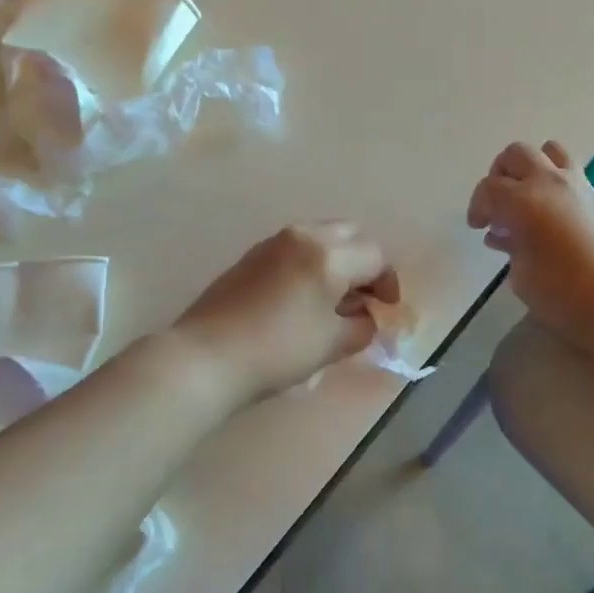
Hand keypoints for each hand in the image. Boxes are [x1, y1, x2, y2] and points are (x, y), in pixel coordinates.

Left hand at [172, 223, 398, 404]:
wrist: (206, 357)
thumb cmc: (278, 351)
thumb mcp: (332, 344)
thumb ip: (361, 326)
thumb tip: (365, 317)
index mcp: (329, 254)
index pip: (375, 256)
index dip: (387, 283)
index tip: (386, 309)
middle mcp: (303, 236)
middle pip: (350, 235)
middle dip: (364, 262)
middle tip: (363, 297)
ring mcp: (273, 242)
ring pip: (321, 237)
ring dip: (337, 260)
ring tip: (334, 299)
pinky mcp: (251, 255)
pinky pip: (295, 247)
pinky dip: (311, 262)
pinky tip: (304, 297)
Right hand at [467, 140, 593, 357]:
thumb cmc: (563, 294)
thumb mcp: (522, 276)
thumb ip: (510, 248)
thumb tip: (506, 235)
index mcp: (522, 201)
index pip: (488, 188)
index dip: (477, 206)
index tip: (478, 227)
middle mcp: (549, 182)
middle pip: (516, 154)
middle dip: (500, 175)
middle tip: (499, 205)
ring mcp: (579, 185)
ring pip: (550, 150)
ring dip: (532, 167)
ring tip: (529, 196)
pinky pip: (572, 172)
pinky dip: (556, 183)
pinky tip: (554, 215)